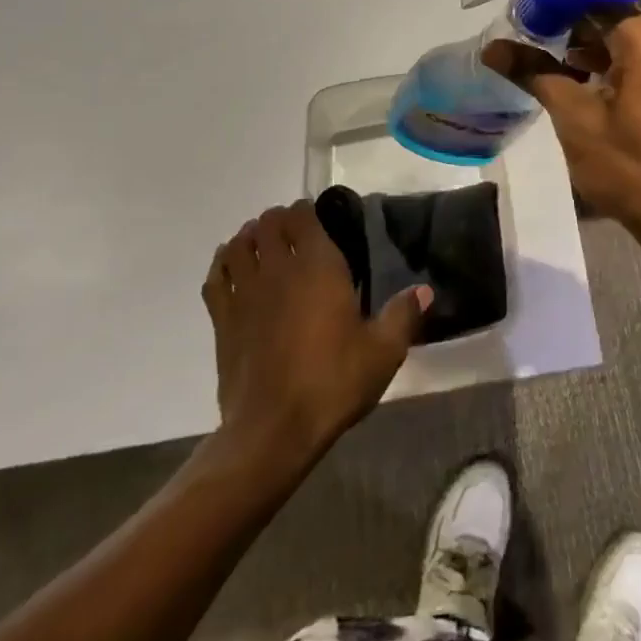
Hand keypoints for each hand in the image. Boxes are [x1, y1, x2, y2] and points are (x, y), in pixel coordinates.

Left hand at [202, 202, 431, 465]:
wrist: (272, 430)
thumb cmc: (332, 382)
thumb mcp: (383, 352)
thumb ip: (403, 315)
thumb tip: (424, 291)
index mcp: (318, 266)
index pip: (302, 216)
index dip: (307, 211)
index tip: (319, 221)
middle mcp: (278, 268)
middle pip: (268, 223)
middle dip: (279, 221)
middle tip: (295, 235)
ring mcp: (245, 292)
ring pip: (238, 244)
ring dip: (250, 238)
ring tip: (264, 247)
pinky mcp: (222, 319)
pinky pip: (216, 276)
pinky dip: (223, 264)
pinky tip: (233, 271)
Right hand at [493, 11, 640, 243]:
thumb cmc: (628, 167)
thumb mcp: (574, 119)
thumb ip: (535, 74)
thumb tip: (492, 49)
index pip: (599, 1)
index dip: (561, 3)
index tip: (527, 12)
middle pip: (615, 19)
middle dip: (574, 27)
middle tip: (531, 37)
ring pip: (630, 42)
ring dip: (593, 49)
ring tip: (551, 63)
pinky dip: (615, 66)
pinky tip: (585, 84)